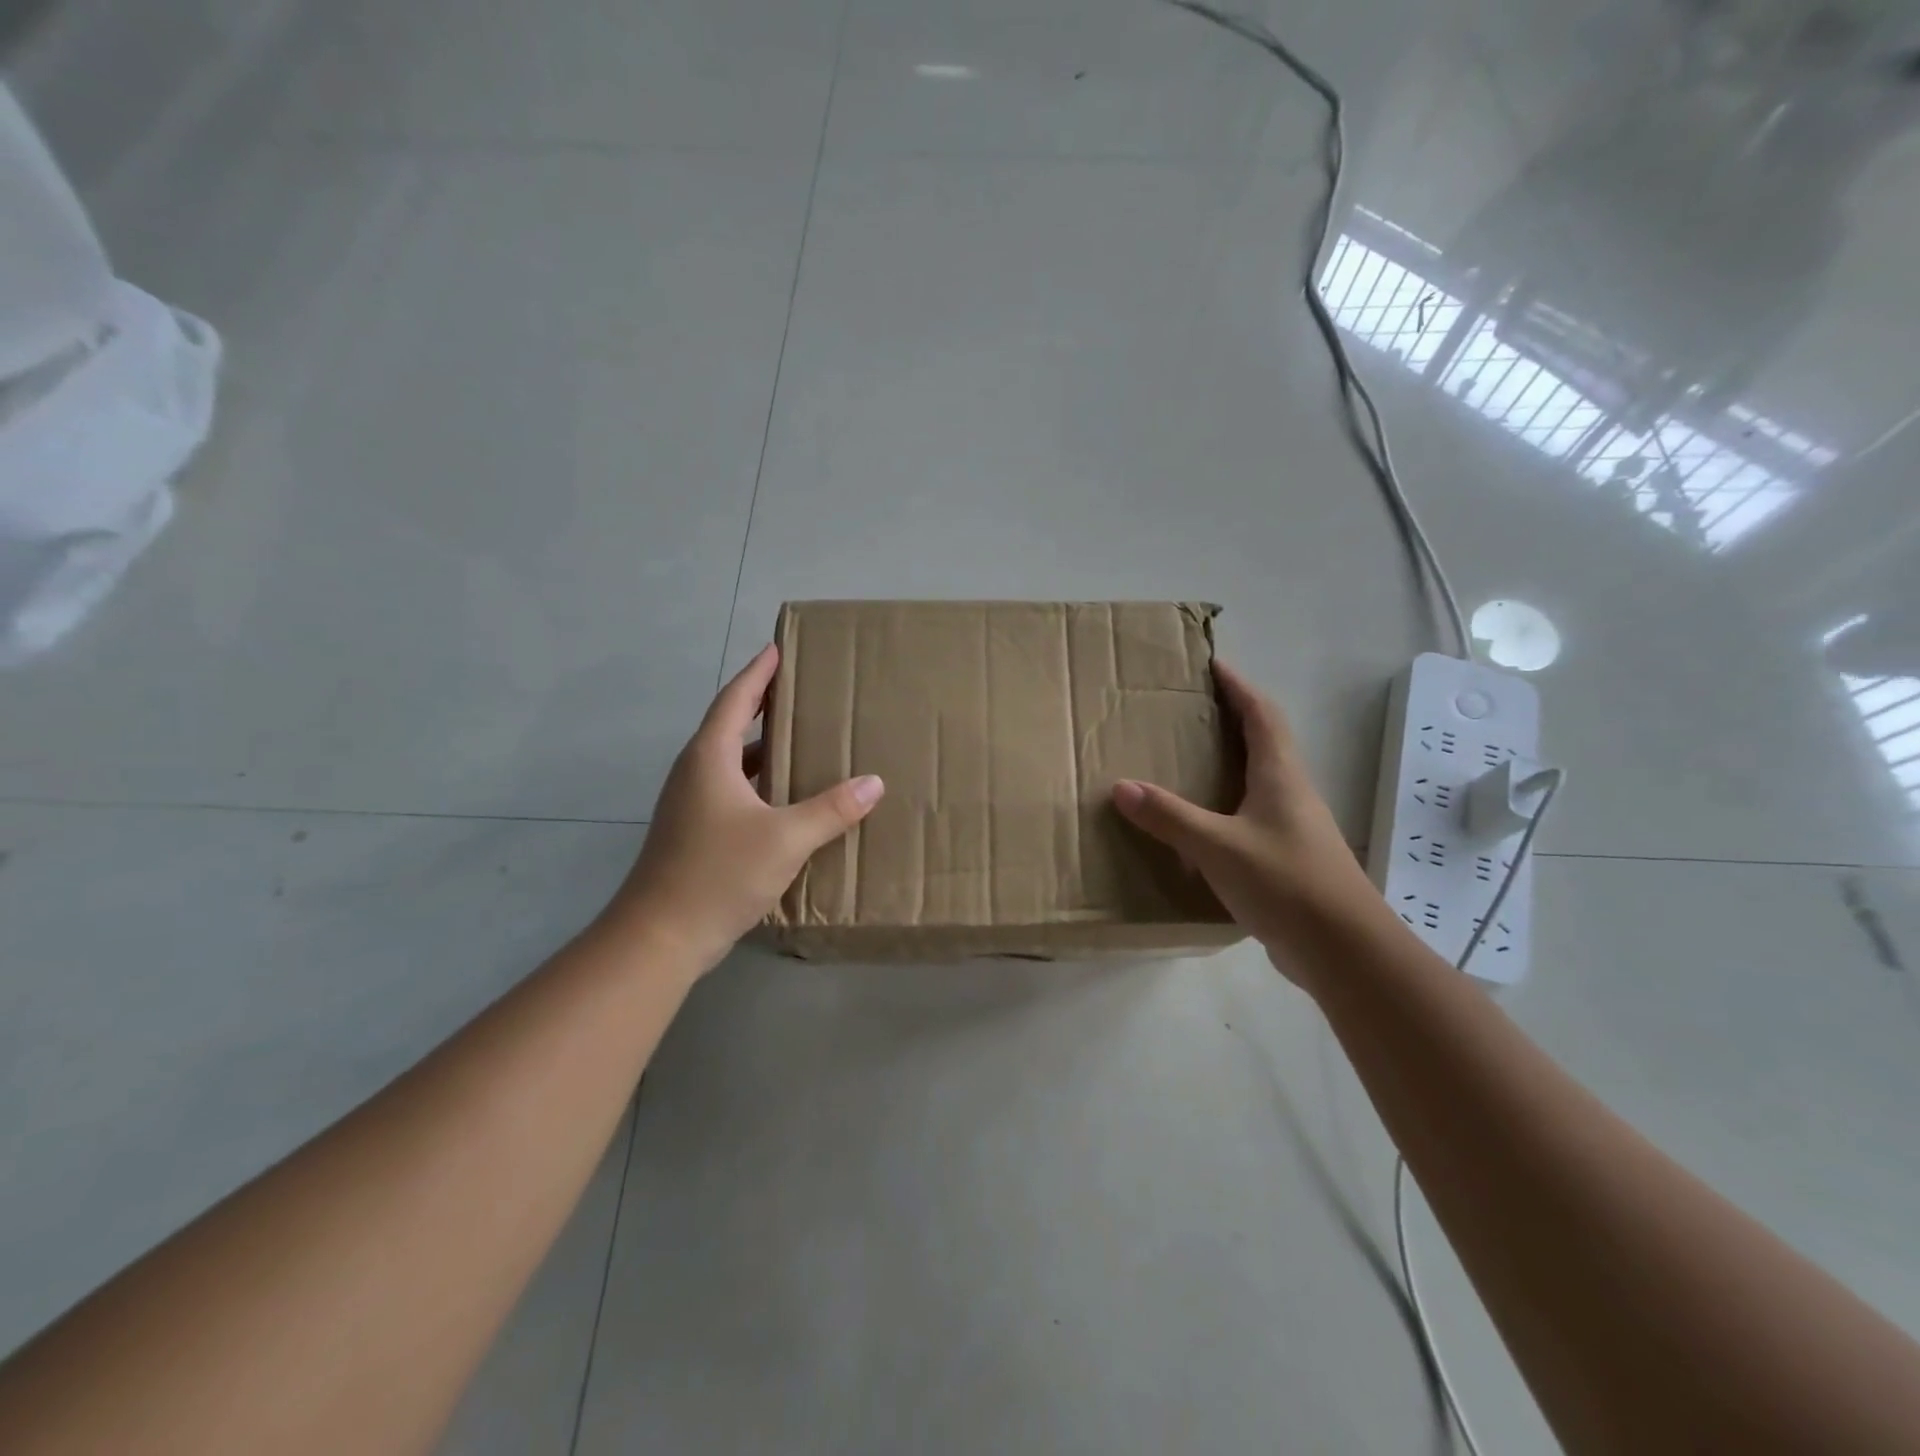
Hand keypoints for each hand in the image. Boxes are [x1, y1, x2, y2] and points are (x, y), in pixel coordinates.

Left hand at [603, 644, 884, 970]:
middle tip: (799, 691)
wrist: (659, 936)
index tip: (777, 649)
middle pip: (730, 726)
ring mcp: (690, 804)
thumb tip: (874, 782)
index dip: (758, 673)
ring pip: (730, 761)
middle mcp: (695, 773)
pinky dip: (759, 782)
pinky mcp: (694, 832)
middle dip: (762, 705)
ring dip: (761, 747)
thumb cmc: (718, 873)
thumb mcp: (785, 838)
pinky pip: (731, 790)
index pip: (735, 700)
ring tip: (800, 739)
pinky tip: (786, 799)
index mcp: (709, 758)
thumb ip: (831, 809)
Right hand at [1111, 660, 1376, 981]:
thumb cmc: (1285, 882)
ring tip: (1188, 759)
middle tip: (1190, 709)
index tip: (1212, 664)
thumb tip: (1121, 786)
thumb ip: (1169, 816)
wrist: (1343, 950)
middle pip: (1264, 741)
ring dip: (1230, 761)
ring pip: (1259, 780)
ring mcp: (1293, 827)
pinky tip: (1202, 823)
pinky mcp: (1287, 858)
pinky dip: (1227, 805)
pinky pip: (1252, 816)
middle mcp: (1291, 793)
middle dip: (1231, 718)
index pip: (1261, 714)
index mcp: (1280, 776)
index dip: (1238, 687)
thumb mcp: (1218, 846)